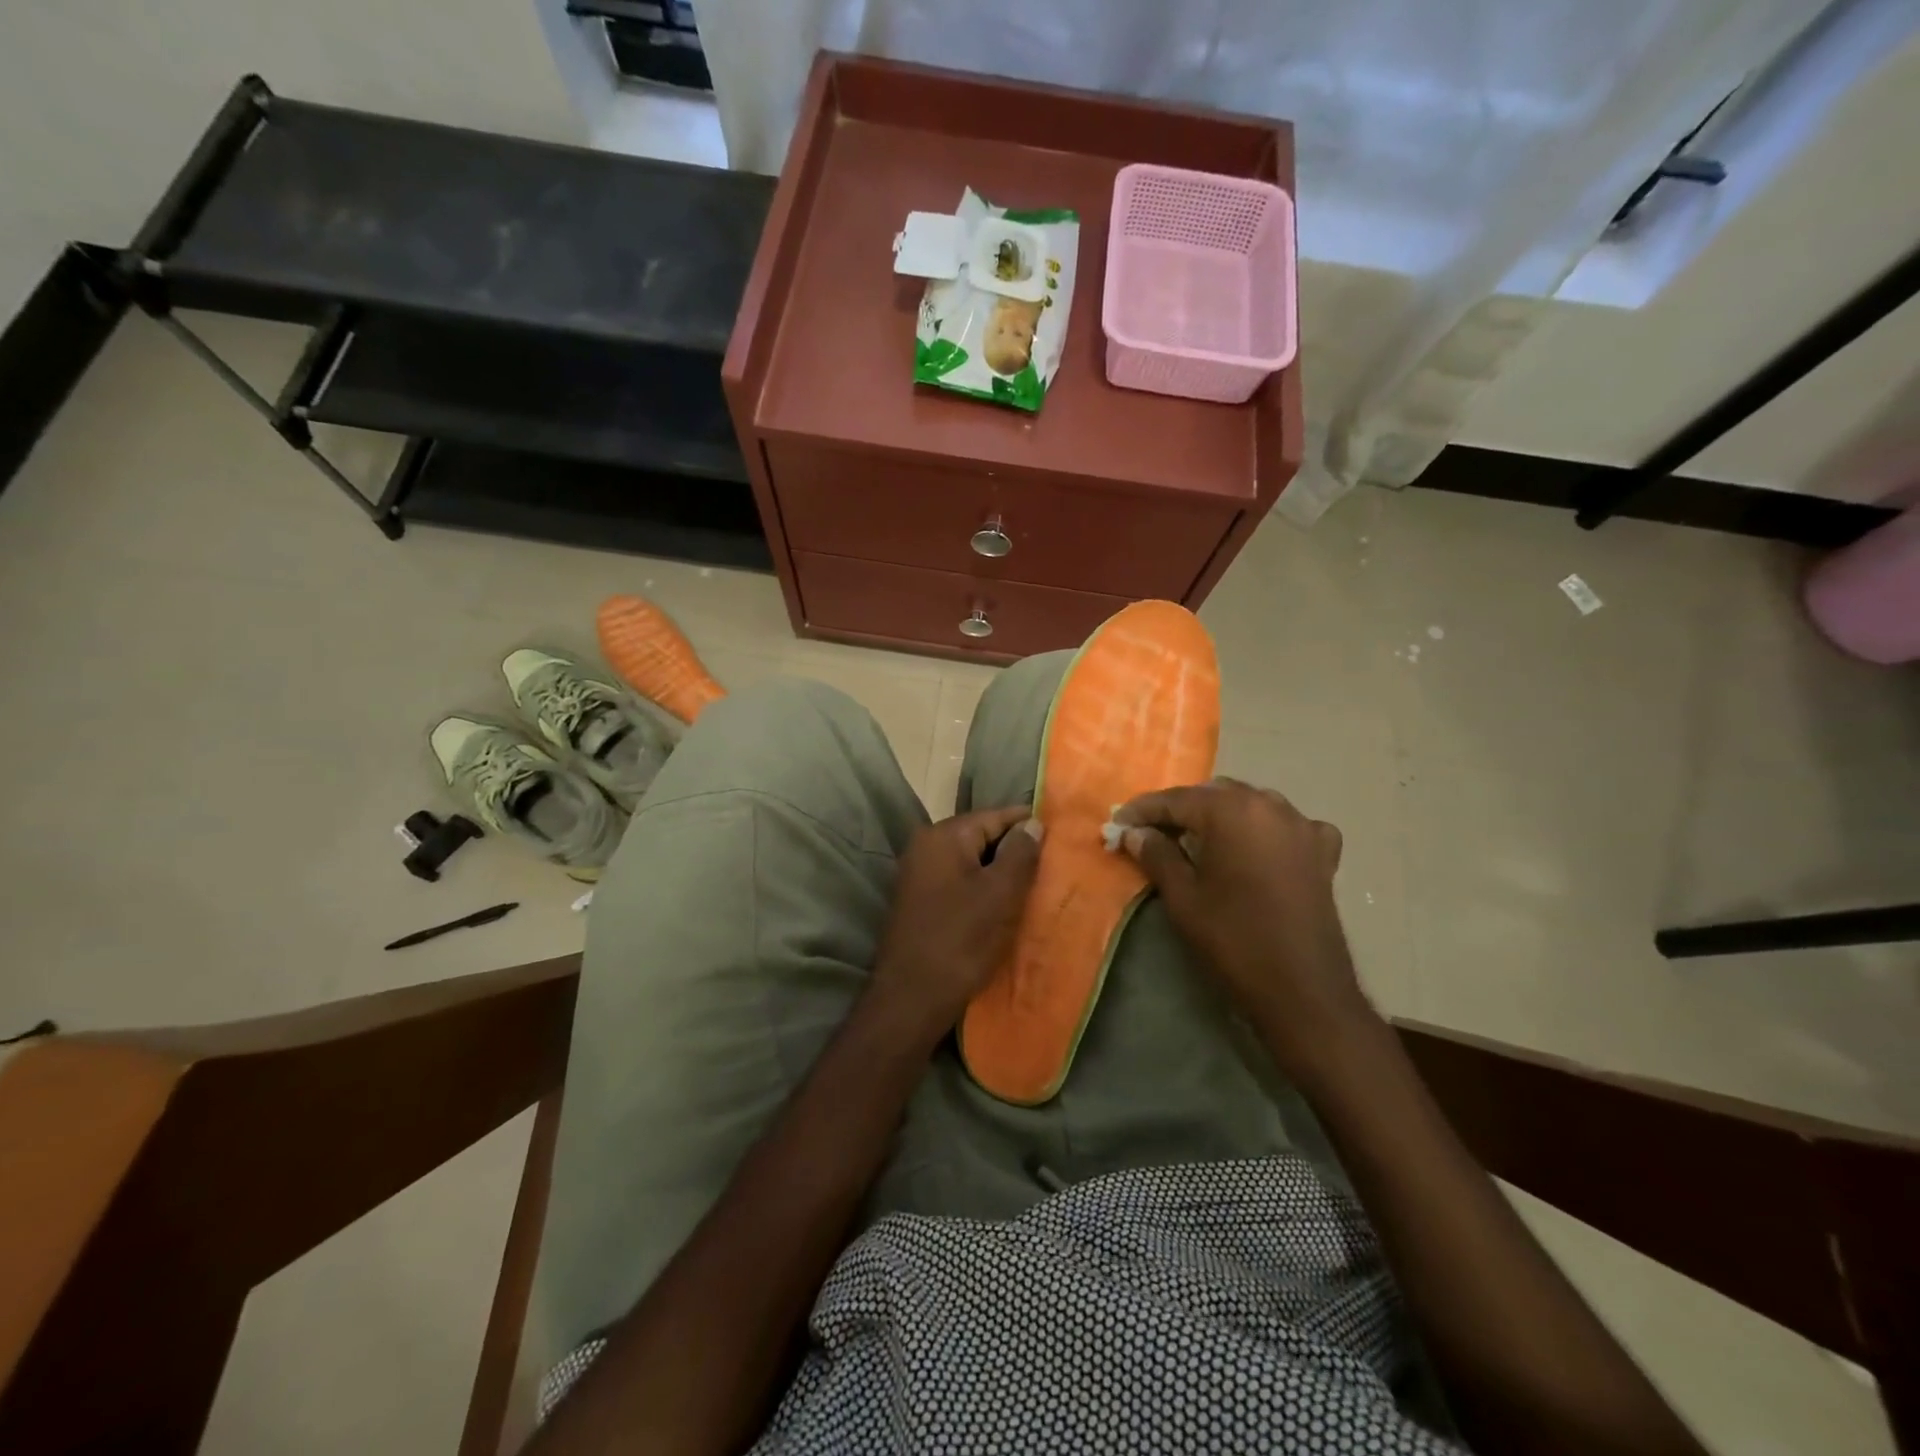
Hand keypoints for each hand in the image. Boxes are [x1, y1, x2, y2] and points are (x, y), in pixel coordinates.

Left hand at [865, 806, 1043, 1049]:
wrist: (911, 999)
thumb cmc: (961, 940)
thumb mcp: (1000, 894)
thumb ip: (1020, 853)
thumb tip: (1032, 824)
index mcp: (944, 836)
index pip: (995, 816)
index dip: (1028, 825)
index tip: (1060, 838)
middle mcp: (926, 846)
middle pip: (981, 836)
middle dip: (1014, 850)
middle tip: (1050, 869)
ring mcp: (919, 873)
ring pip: (971, 861)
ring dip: (999, 873)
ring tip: (1032, 889)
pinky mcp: (920, 900)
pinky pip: (959, 882)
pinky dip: (982, 889)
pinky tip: (1002, 908)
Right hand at [1114, 780, 1373, 1079]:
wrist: (1304, 991)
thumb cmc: (1234, 940)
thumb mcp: (1183, 898)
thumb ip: (1156, 855)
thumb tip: (1136, 833)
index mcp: (1232, 811)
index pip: (1176, 799)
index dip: (1143, 810)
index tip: (1118, 823)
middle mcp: (1270, 805)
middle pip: (1214, 795)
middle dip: (1181, 810)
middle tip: (1151, 833)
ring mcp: (1302, 826)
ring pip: (1250, 805)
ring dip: (1221, 815)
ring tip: (1197, 839)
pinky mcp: (1323, 852)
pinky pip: (1287, 826)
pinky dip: (1265, 830)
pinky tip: (1256, 849)